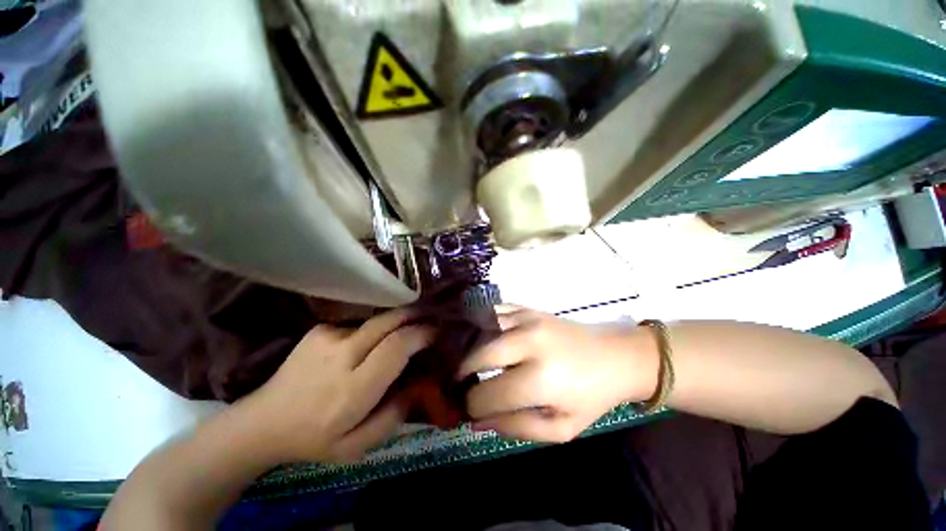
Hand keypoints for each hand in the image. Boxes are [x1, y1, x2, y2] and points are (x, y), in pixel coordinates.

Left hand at [242, 309, 434, 462]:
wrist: (263, 422)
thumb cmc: (314, 439)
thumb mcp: (358, 446)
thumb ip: (394, 415)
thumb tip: (419, 382)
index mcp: (352, 390)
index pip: (396, 347)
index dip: (421, 334)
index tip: (437, 332)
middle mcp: (341, 355)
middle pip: (389, 322)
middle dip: (415, 316)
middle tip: (430, 319)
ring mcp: (328, 336)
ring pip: (377, 321)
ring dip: (395, 325)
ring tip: (403, 335)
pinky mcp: (320, 328)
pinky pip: (360, 325)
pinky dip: (373, 332)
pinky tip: (367, 346)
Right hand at [458, 306, 652, 442]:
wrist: (614, 356)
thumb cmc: (591, 396)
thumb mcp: (561, 428)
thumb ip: (517, 427)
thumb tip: (478, 421)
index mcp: (541, 379)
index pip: (488, 394)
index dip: (472, 406)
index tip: (468, 410)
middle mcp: (530, 343)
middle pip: (479, 355)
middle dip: (463, 373)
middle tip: (459, 384)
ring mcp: (527, 319)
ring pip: (482, 329)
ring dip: (468, 346)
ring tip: (464, 361)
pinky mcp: (528, 308)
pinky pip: (495, 311)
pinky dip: (481, 323)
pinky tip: (478, 335)